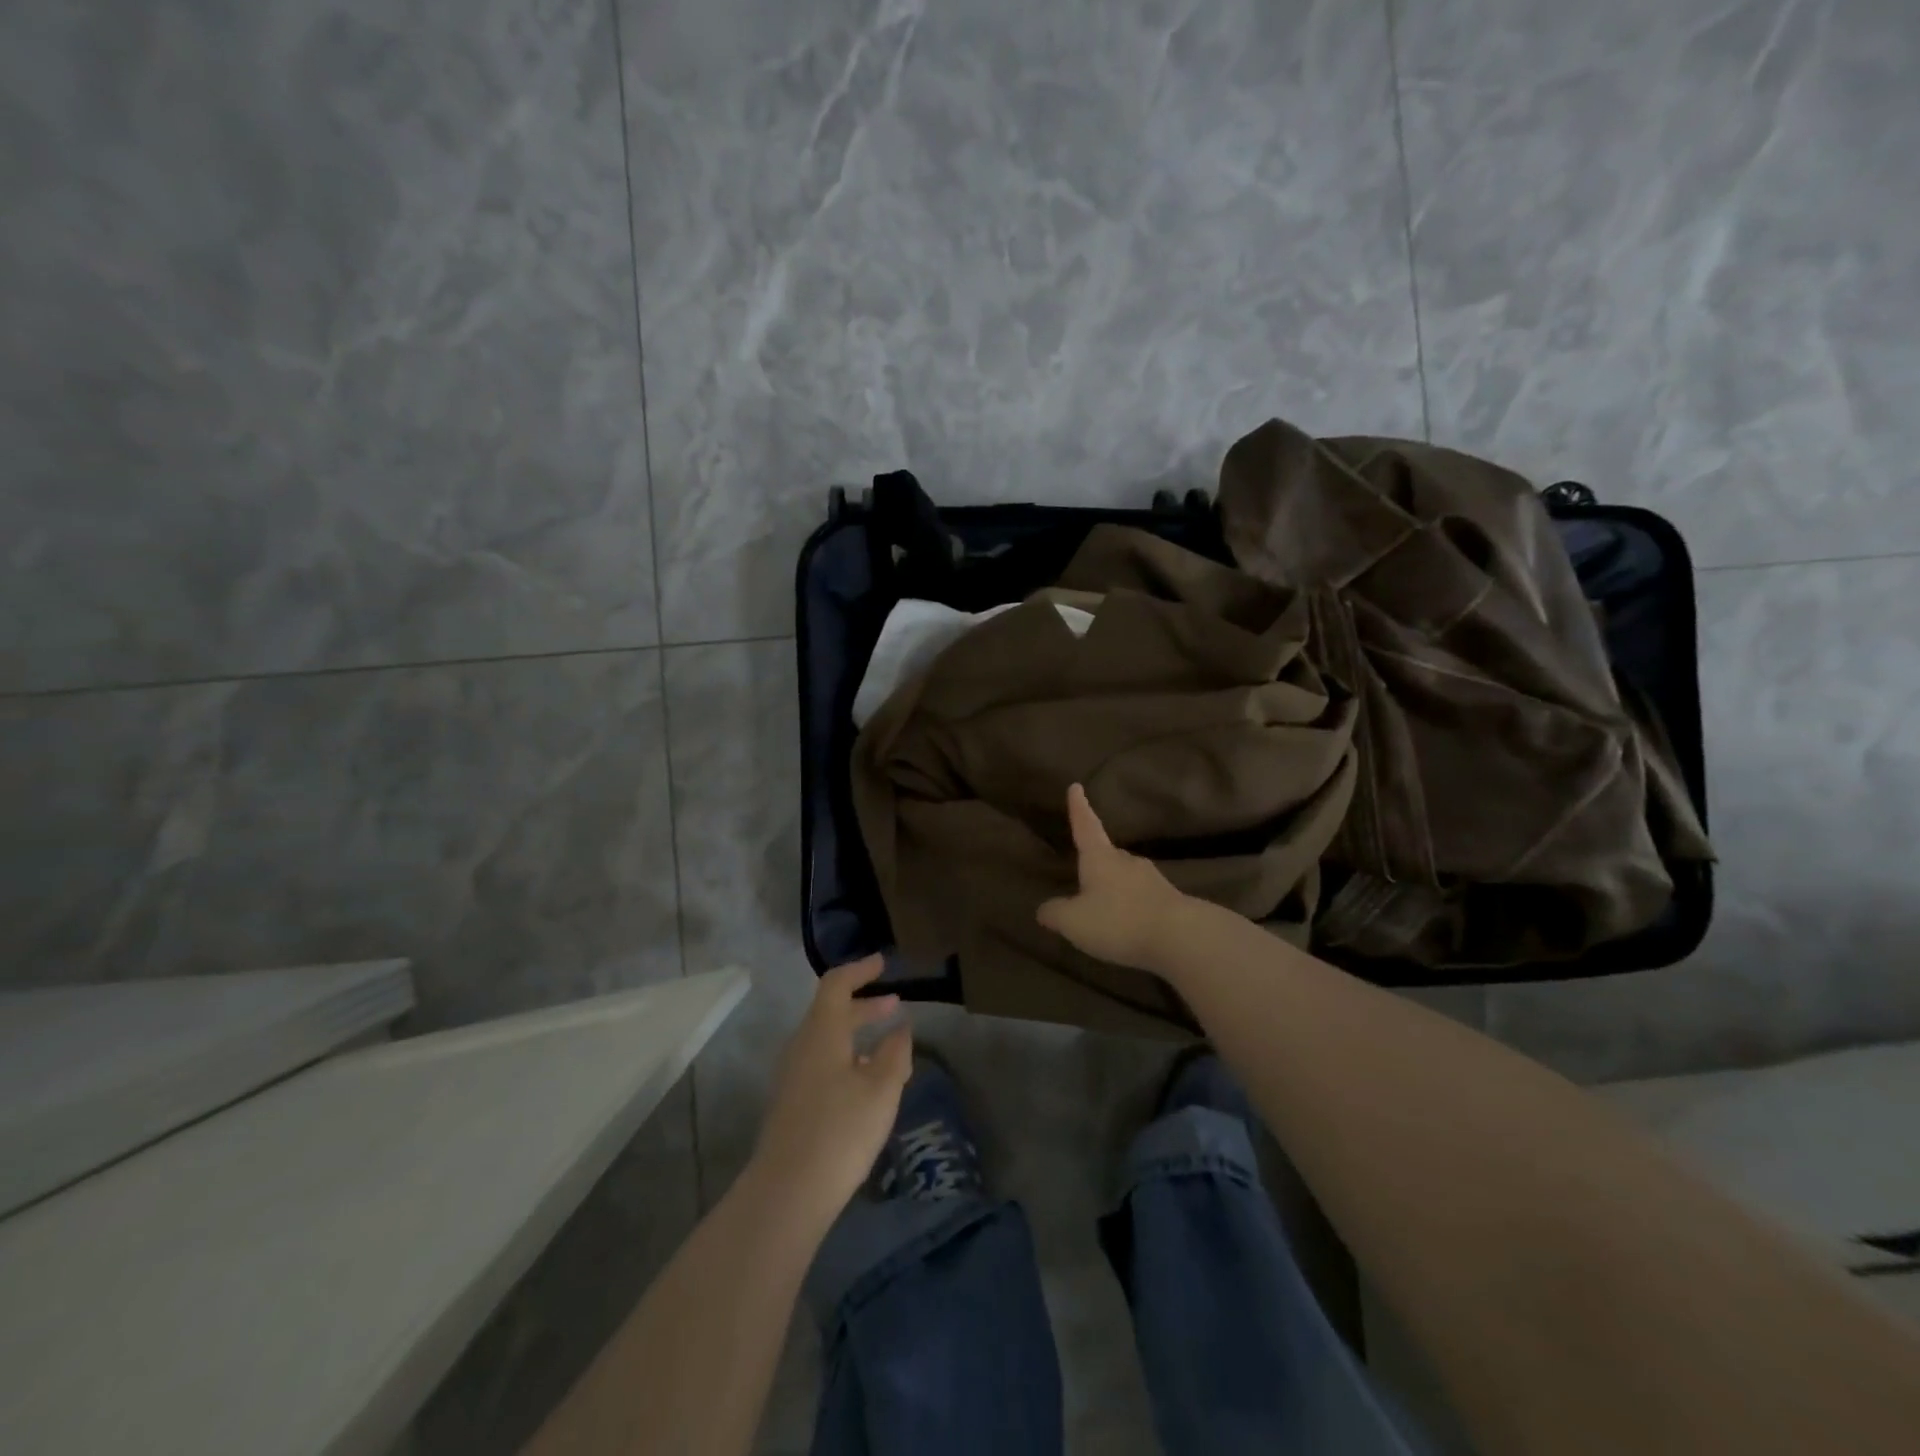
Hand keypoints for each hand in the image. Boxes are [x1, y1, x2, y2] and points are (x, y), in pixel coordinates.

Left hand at [748, 956, 911, 1229]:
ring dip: (856, 1034)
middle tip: (895, 1004)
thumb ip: (895, 1053)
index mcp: (822, 1031)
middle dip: (864, 1005)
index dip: (860, 970)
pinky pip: (822, 1063)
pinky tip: (866, 1081)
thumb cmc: (840, 1130)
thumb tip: (901, 1028)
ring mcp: (793, 1076)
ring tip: (888, 1045)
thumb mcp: (881, 1089)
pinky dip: (847, 1057)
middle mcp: (802, 1045)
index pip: (837, 984)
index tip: (883, 963)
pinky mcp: (792, 1103)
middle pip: (831, 1012)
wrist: (787, 1193)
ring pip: (827, 1040)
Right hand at [1037, 783, 1198, 973]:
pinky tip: (1128, 924)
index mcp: (1100, 858)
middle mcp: (1126, 861)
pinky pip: (1142, 898)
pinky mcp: (1169, 901)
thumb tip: (1044, 908)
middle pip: (1108, 854)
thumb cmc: (1118, 920)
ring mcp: (1152, 879)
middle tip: (1084, 871)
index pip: (1085, 826)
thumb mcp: (1074, 921)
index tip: (1076, 786)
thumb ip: (1055, 913)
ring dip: (1115, 887)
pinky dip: (1132, 906)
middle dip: (1096, 860)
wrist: (1181, 937)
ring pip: (1127, 877)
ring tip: (1104, 906)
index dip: (1079, 808)